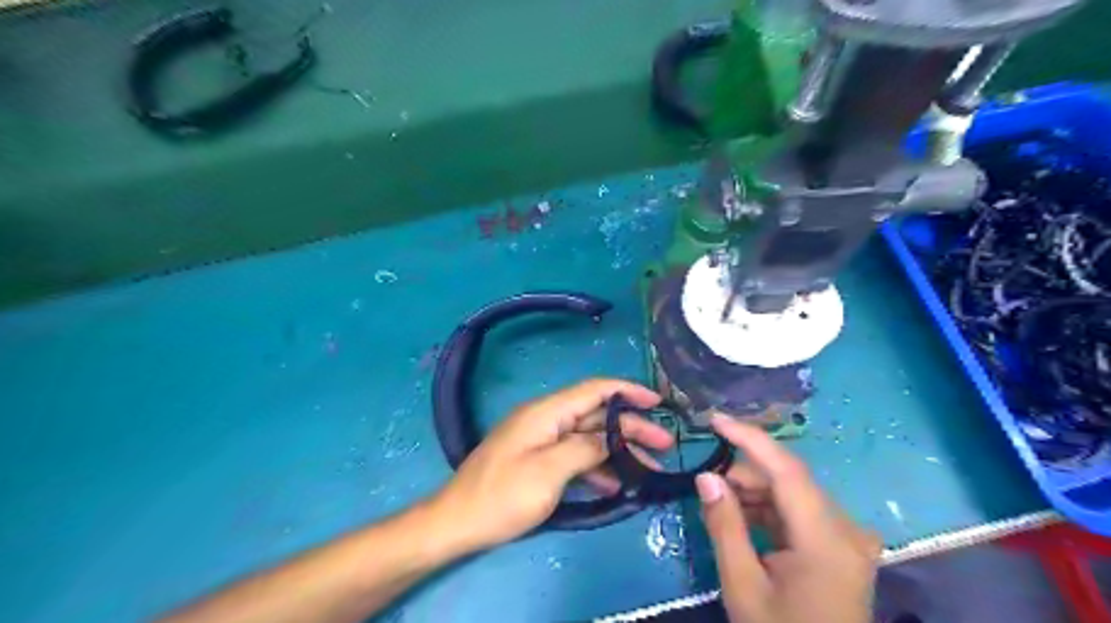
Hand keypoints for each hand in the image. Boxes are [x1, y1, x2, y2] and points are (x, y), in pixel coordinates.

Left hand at [430, 376, 671, 552]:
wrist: (456, 522)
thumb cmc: (502, 495)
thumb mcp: (549, 471)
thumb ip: (585, 449)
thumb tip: (612, 437)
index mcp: (546, 412)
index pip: (594, 390)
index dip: (628, 391)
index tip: (658, 402)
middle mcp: (546, 419)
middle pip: (596, 416)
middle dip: (631, 428)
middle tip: (665, 445)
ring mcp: (541, 440)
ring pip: (588, 438)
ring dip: (618, 450)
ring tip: (649, 467)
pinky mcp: (538, 460)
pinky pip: (574, 456)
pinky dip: (597, 466)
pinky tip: (616, 483)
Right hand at [697, 416, 880, 622]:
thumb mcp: (743, 586)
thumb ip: (725, 525)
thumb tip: (705, 476)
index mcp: (827, 541)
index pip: (787, 470)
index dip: (750, 438)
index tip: (715, 420)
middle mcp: (847, 530)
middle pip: (789, 480)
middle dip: (745, 475)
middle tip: (707, 484)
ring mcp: (850, 538)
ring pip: (793, 494)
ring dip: (755, 493)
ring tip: (720, 507)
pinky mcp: (844, 546)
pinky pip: (801, 512)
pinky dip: (770, 510)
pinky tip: (743, 520)